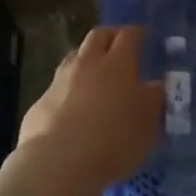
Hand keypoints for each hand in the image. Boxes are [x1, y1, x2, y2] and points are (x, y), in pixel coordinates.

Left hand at [16, 25, 163, 190]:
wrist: (59, 163)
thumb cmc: (115, 139)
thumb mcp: (149, 122)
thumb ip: (154, 99)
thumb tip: (156, 85)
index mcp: (118, 64)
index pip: (129, 35)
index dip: (137, 33)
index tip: (143, 36)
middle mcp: (87, 64)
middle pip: (97, 36)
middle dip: (110, 36)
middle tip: (119, 46)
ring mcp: (59, 82)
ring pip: (74, 58)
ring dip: (86, 60)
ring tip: (96, 75)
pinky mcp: (40, 103)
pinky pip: (58, 87)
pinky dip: (69, 90)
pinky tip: (73, 108)